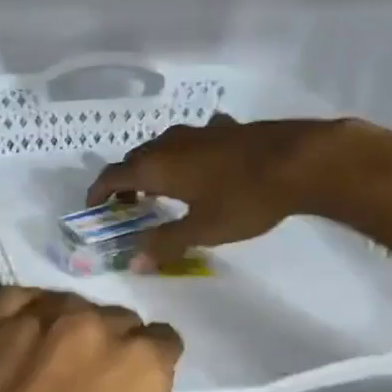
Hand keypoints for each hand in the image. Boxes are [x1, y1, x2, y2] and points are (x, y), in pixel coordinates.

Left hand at [0, 288, 293, 391]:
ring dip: (68, 331)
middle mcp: (83, 328)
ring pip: (64, 307)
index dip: (154, 374)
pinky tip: (18, 350)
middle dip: (114, 353)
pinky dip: (25, 317)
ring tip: (53, 378)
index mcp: (135, 367)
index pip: (162, 344)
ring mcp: (22, 323)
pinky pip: (12, 303)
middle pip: (113, 322)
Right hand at [87, 114, 349, 267]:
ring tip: (161, 189)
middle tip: (128, 206)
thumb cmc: (243, 198)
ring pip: (161, 148)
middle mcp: (168, 143)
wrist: (297, 160)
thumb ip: (165, 243)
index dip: (98, 192)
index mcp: (155, 166)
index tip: (93, 208)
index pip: (112, 176)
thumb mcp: (202, 229)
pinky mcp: (222, 129)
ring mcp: (196, 131)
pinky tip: (202, 166)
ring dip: (154, 168)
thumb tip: (133, 262)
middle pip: (134, 160)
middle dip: (125, 182)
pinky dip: (185, 156)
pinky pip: (192, 142)